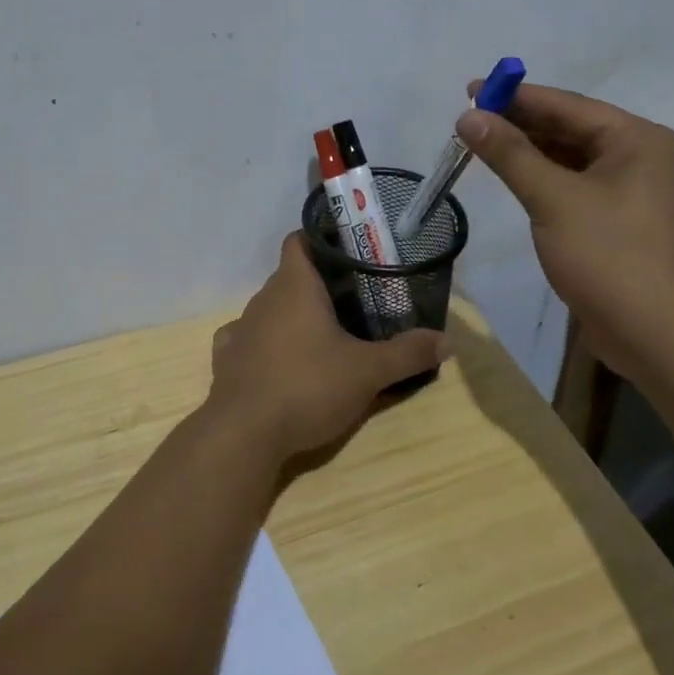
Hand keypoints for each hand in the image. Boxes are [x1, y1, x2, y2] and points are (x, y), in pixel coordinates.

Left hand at [205, 233, 443, 463]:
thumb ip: (407, 353)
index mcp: (293, 286)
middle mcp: (263, 298)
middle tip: (353, 302)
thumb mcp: (367, 372)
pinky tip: (281, 362)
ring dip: (293, 316)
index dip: (321, 240)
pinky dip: (266, 344)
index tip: (349, 254)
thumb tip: (447, 341)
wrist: (244, 433)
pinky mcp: (226, 359)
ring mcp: (240, 328)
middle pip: (290, 277)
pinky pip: (249, 339)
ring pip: (271, 309)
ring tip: (323, 336)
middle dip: (318, 285)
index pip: (299, 240)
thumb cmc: (307, 387)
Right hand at [456, 81, 673, 379]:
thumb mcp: (553, 199)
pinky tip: (514, 177)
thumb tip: (468, 117)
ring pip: (571, 157)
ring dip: (529, 151)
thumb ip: (510, 154)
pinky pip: (576, 184)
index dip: (515, 96)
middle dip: (519, 123)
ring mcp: (633, 190)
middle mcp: (641, 156)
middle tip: (469, 119)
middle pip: (570, 128)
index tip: (470, 90)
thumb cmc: (609, 256)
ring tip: (482, 144)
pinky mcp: (621, 220)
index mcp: (637, 139)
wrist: (658, 336)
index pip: (566, 105)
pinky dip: (544, 178)